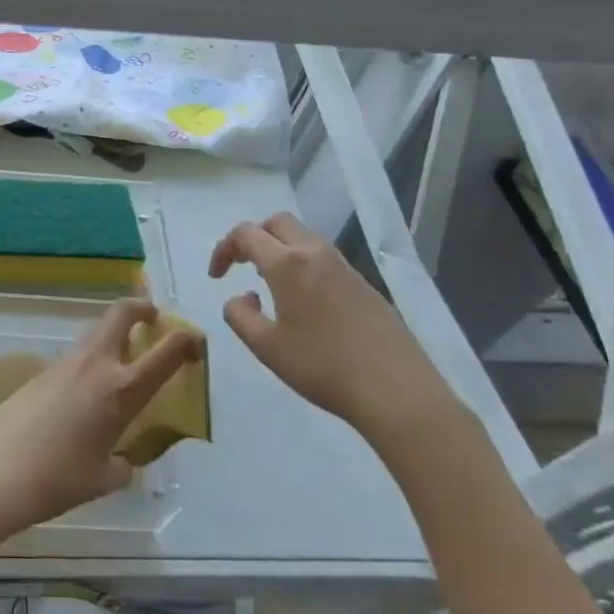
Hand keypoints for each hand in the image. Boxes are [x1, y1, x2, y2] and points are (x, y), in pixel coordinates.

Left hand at [0, 299, 202, 539]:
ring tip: (123, 360)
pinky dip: (92, 357)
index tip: (196, 341)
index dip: (187, 340)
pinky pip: (77, 353)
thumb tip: (122, 456)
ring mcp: (66, 362)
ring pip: (97, 331)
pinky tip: (88, 389)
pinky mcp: (42, 369)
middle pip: (122, 313)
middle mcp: (96, 364)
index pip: (166, 352)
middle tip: (153, 320)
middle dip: (142, 309)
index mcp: (122, 389)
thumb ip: (124, 461)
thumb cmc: (59, 478)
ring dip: (115, 333)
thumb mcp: (105, 477)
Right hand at [209, 213, 455, 441]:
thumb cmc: (322, 366)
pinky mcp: (365, 285)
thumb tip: (242, 297)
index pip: (246, 234)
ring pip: (304, 238)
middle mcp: (316, 254)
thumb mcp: (266, 347)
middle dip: (254, 237)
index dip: (224, 249)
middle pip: (278, 222)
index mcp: (288, 263)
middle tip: (241, 265)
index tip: (217, 277)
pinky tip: (304, 302)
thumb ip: (239, 316)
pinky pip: (324, 259)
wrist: (396, 391)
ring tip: (269, 283)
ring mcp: (345, 267)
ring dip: (280, 249)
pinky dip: (303, 264)